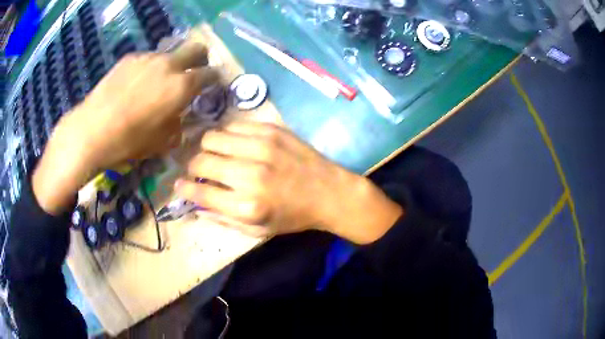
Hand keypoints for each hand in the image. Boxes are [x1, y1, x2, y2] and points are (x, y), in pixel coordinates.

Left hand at [59, 41, 217, 169]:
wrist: (91, 130)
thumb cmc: (129, 141)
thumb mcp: (162, 142)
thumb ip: (179, 124)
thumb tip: (182, 116)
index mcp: (181, 86)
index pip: (210, 74)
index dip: (214, 79)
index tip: (212, 85)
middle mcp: (168, 65)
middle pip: (196, 48)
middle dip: (200, 58)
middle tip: (193, 72)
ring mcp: (147, 58)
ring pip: (169, 54)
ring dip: (170, 66)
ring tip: (155, 84)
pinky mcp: (129, 58)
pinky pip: (147, 60)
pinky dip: (149, 69)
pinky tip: (135, 86)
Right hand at [175, 121, 402, 243]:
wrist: (330, 193)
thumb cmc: (293, 216)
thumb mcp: (258, 230)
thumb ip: (223, 219)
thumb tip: (195, 205)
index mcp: (247, 206)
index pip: (199, 192)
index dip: (183, 188)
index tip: (179, 184)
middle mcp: (250, 175)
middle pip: (200, 161)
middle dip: (192, 167)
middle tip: (198, 170)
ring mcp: (261, 148)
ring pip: (212, 138)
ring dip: (206, 148)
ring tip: (213, 154)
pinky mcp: (271, 130)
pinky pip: (233, 126)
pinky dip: (226, 136)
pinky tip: (232, 144)